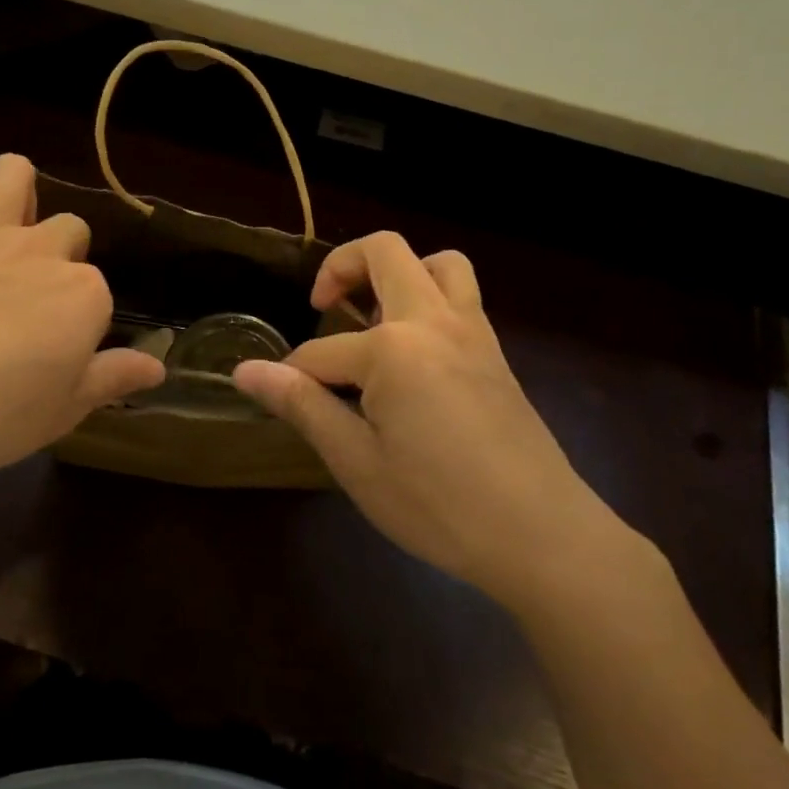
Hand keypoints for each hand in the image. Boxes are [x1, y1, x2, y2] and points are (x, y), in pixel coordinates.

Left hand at [0, 154, 163, 490]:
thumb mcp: (61, 413)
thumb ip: (112, 379)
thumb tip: (158, 366)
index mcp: (83, 295)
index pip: (98, 293)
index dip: (80, 320)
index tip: (58, 351)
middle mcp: (42, 250)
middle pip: (70, 228)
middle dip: (60, 253)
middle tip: (30, 298)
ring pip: (14, 172)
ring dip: (16, 188)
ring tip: (5, 224)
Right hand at [233, 232, 620, 607]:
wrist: (542, 536)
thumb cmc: (439, 505)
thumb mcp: (357, 462)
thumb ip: (302, 405)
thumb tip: (246, 372)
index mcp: (393, 349)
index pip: (322, 351)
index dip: (293, 377)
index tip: (277, 398)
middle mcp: (433, 321)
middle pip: (384, 252)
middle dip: (341, 267)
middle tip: (322, 306)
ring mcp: (472, 330)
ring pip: (437, 261)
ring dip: (399, 271)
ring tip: (374, 316)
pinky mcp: (494, 350)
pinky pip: (462, 295)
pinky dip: (430, 296)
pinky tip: (413, 350)